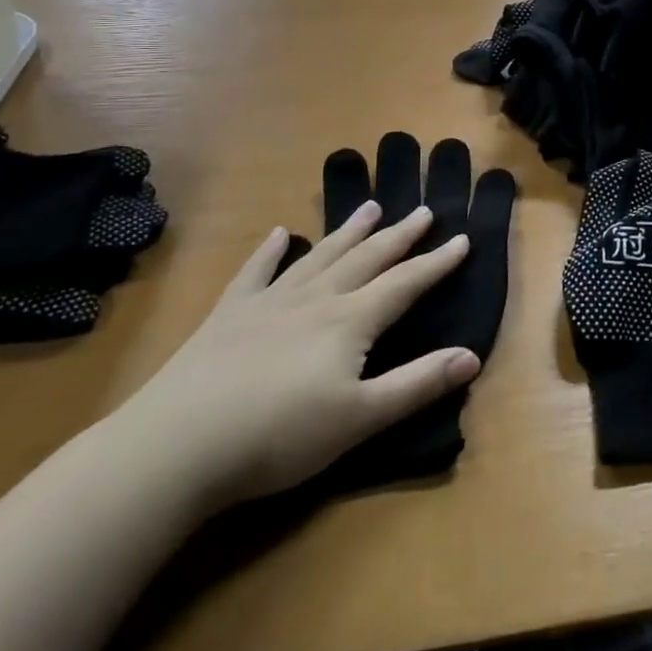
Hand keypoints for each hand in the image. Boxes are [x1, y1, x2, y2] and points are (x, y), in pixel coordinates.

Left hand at [104, 204, 480, 512]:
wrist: (179, 443)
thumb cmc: (279, 436)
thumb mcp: (360, 418)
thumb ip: (417, 385)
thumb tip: (472, 355)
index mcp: (351, 321)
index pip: (405, 283)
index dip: (436, 263)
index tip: (463, 238)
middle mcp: (317, 298)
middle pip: (368, 258)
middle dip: (400, 235)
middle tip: (423, 211)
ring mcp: (270, 301)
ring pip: (321, 256)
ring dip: (349, 231)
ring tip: (371, 207)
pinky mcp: (230, 314)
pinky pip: (257, 271)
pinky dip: (271, 250)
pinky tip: (282, 234)